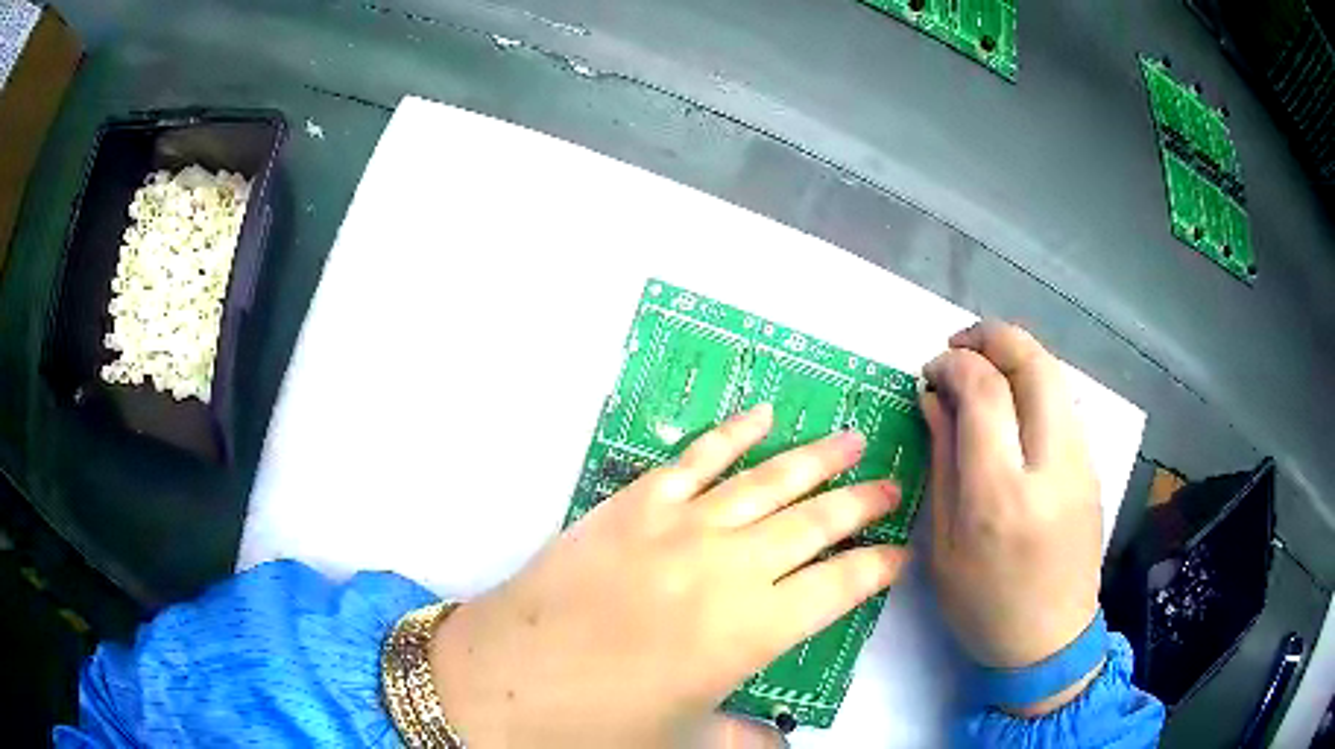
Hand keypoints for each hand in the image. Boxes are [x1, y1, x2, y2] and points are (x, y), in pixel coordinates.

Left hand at [428, 405, 909, 746]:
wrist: (502, 682)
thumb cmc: (599, 726)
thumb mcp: (688, 742)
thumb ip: (748, 741)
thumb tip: (782, 745)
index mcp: (756, 630)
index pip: (843, 586)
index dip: (877, 568)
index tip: (899, 555)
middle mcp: (731, 568)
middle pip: (817, 523)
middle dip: (863, 504)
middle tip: (893, 486)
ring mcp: (680, 527)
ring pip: (768, 481)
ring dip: (816, 459)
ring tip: (853, 439)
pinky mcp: (634, 504)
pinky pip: (695, 459)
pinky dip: (732, 434)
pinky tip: (762, 417)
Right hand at [922, 321, 1102, 712]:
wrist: (1049, 641)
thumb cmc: (983, 605)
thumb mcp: (944, 542)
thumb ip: (943, 460)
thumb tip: (934, 397)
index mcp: (1002, 497)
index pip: (985, 393)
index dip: (954, 365)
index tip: (931, 369)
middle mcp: (1051, 469)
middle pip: (1033, 363)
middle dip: (992, 337)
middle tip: (959, 347)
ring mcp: (1082, 464)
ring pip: (1055, 375)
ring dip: (1016, 356)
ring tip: (983, 370)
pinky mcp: (1093, 467)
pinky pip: (1064, 403)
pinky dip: (1034, 384)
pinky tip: (1012, 405)